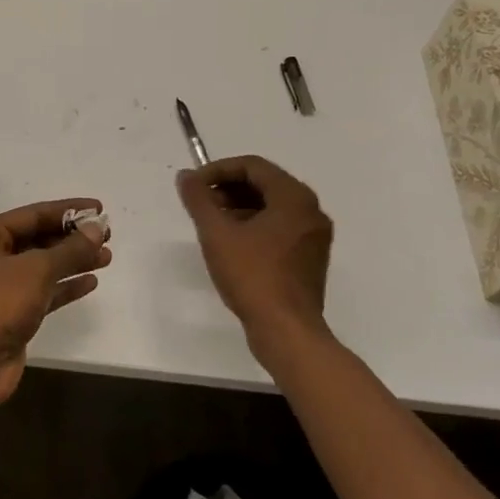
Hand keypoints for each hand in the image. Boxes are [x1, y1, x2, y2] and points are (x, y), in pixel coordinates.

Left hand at [0, 198, 111, 411]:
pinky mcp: (12, 314)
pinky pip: (44, 292)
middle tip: (107, 235)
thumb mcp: (37, 269)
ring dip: (74, 261)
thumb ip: (71, 249)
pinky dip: (65, 286)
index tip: (99, 208)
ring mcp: (0, 287)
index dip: (68, 210)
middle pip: (38, 239)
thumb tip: (97, 229)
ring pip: (43, 266)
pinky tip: (91, 282)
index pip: (33, 214)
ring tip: (107, 257)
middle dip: (73, 238)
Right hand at [176, 156, 332, 357]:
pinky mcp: (310, 257)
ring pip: (272, 206)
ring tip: (212, 223)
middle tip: (201, 204)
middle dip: (228, 188)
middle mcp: (310, 210)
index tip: (194, 185)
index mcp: (294, 197)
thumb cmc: (253, 277)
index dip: (218, 170)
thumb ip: (199, 200)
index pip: (252, 166)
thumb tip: (186, 176)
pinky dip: (255, 225)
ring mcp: (314, 235)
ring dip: (239, 206)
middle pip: (264, 183)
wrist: (287, 332)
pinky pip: (280, 227)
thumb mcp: (217, 234)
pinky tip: (232, 243)